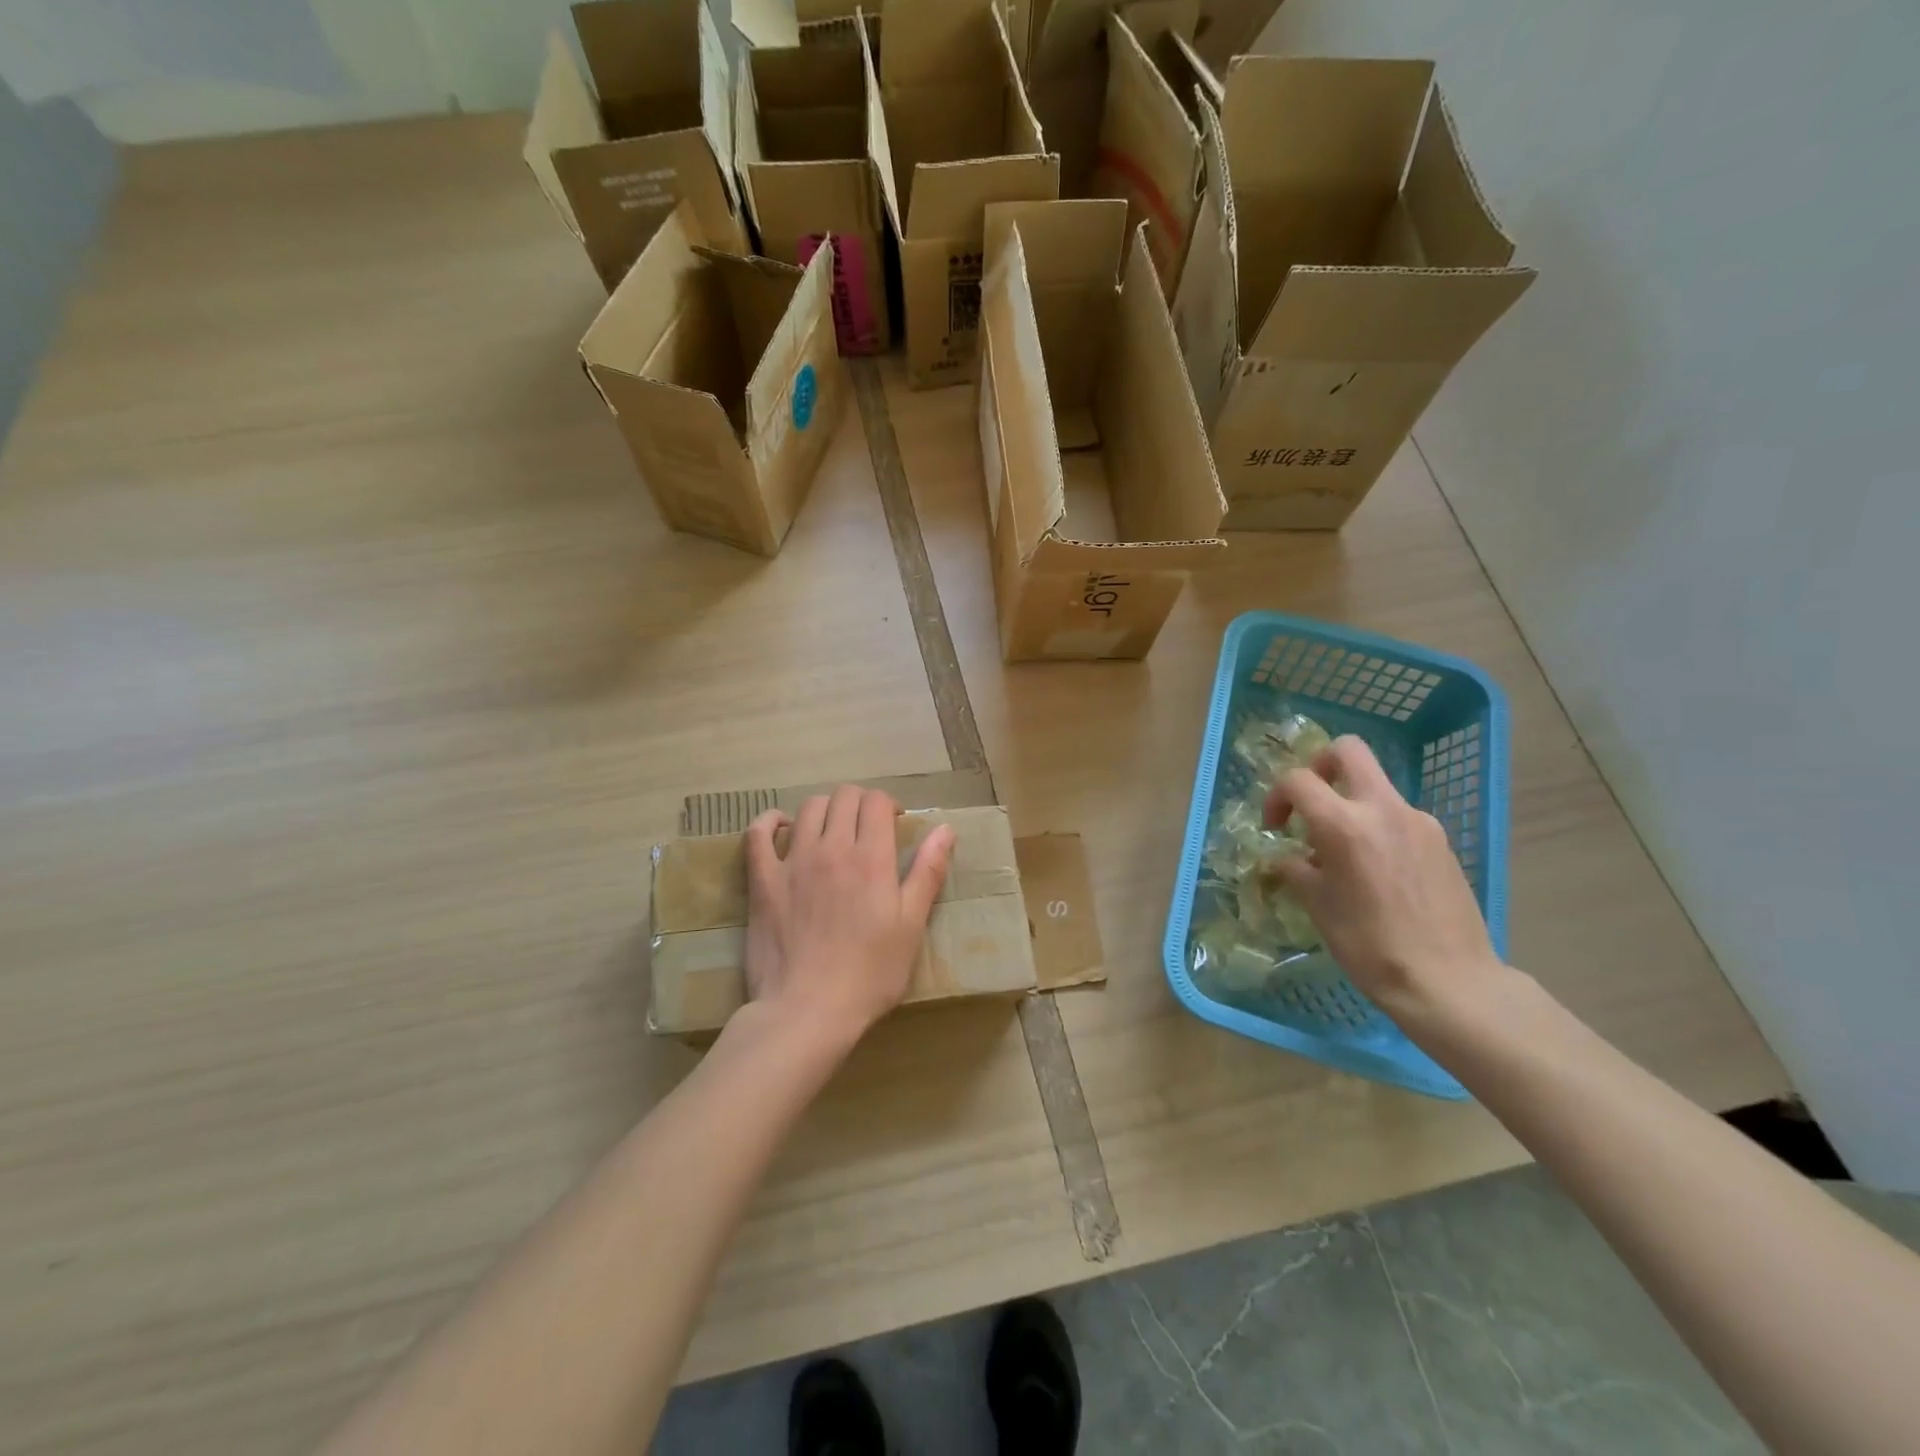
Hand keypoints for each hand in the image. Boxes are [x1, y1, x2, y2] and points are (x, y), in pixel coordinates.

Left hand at [741, 786, 954, 1050]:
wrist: (807, 1011)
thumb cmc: (869, 974)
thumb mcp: (911, 926)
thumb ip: (927, 872)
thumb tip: (944, 829)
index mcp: (871, 858)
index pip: (877, 802)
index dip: (888, 805)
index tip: (894, 825)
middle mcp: (831, 848)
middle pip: (844, 797)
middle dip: (860, 803)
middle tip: (867, 829)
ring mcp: (792, 862)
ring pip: (808, 808)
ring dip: (825, 809)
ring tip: (832, 831)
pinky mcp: (762, 880)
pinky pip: (758, 834)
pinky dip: (769, 821)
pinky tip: (781, 826)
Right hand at [1263, 736, 1498, 1020]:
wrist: (1449, 981)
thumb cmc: (1370, 945)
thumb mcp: (1317, 906)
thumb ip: (1295, 870)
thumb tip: (1285, 859)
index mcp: (1344, 825)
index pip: (1299, 780)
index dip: (1276, 797)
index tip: (1274, 827)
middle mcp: (1383, 809)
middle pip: (1349, 751)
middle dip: (1321, 764)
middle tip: (1310, 799)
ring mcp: (1419, 822)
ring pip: (1376, 786)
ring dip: (1351, 802)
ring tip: (1343, 851)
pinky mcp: (1441, 841)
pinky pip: (1399, 816)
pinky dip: (1378, 827)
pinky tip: (1377, 870)